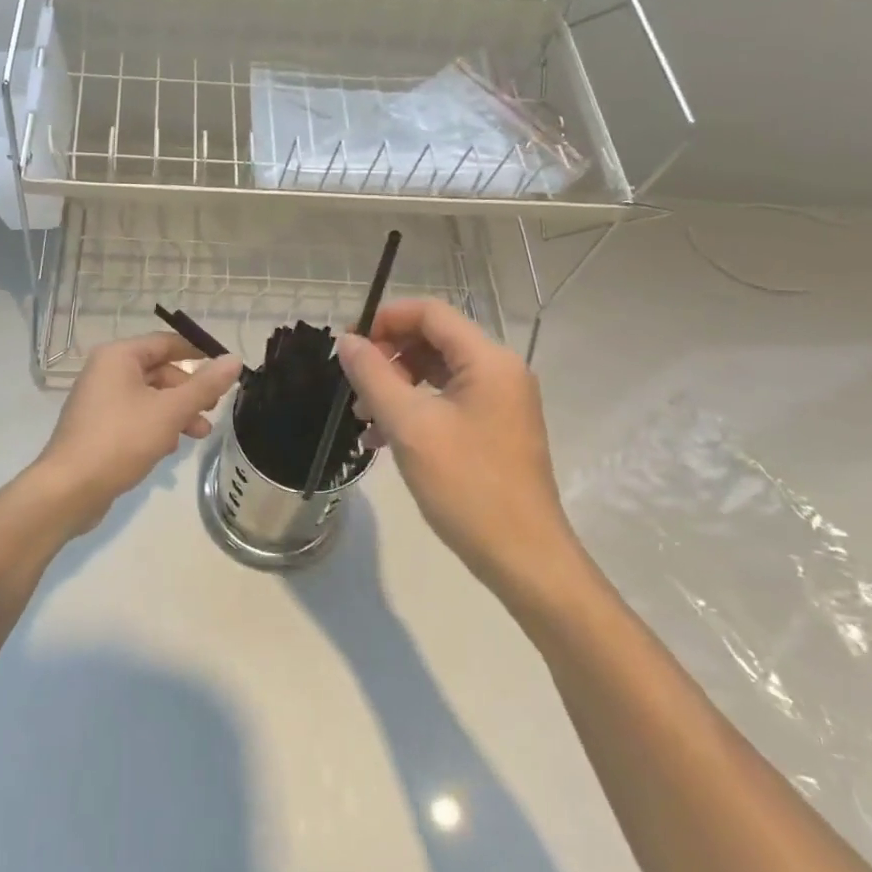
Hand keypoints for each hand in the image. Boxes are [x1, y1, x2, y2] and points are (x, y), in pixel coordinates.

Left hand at [31, 332, 241, 536]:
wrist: (69, 489)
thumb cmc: (121, 440)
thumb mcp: (170, 411)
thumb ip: (205, 385)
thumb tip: (234, 359)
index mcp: (119, 356)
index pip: (166, 342)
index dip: (198, 353)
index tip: (225, 370)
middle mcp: (106, 371)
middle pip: (159, 371)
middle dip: (189, 391)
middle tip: (212, 410)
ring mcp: (99, 400)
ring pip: (150, 397)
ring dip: (177, 412)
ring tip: (199, 435)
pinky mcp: (98, 426)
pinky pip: (136, 416)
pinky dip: (156, 425)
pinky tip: (170, 447)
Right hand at [337, 300, 580, 595]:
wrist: (523, 558)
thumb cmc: (466, 486)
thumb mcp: (409, 427)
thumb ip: (373, 376)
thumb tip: (347, 341)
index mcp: (488, 361)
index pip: (431, 312)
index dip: (386, 319)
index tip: (351, 346)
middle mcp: (500, 371)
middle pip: (434, 340)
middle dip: (389, 356)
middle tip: (355, 387)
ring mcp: (500, 402)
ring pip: (437, 372)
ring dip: (397, 386)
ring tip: (363, 418)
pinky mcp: (495, 429)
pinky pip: (447, 401)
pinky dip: (414, 410)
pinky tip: (382, 439)